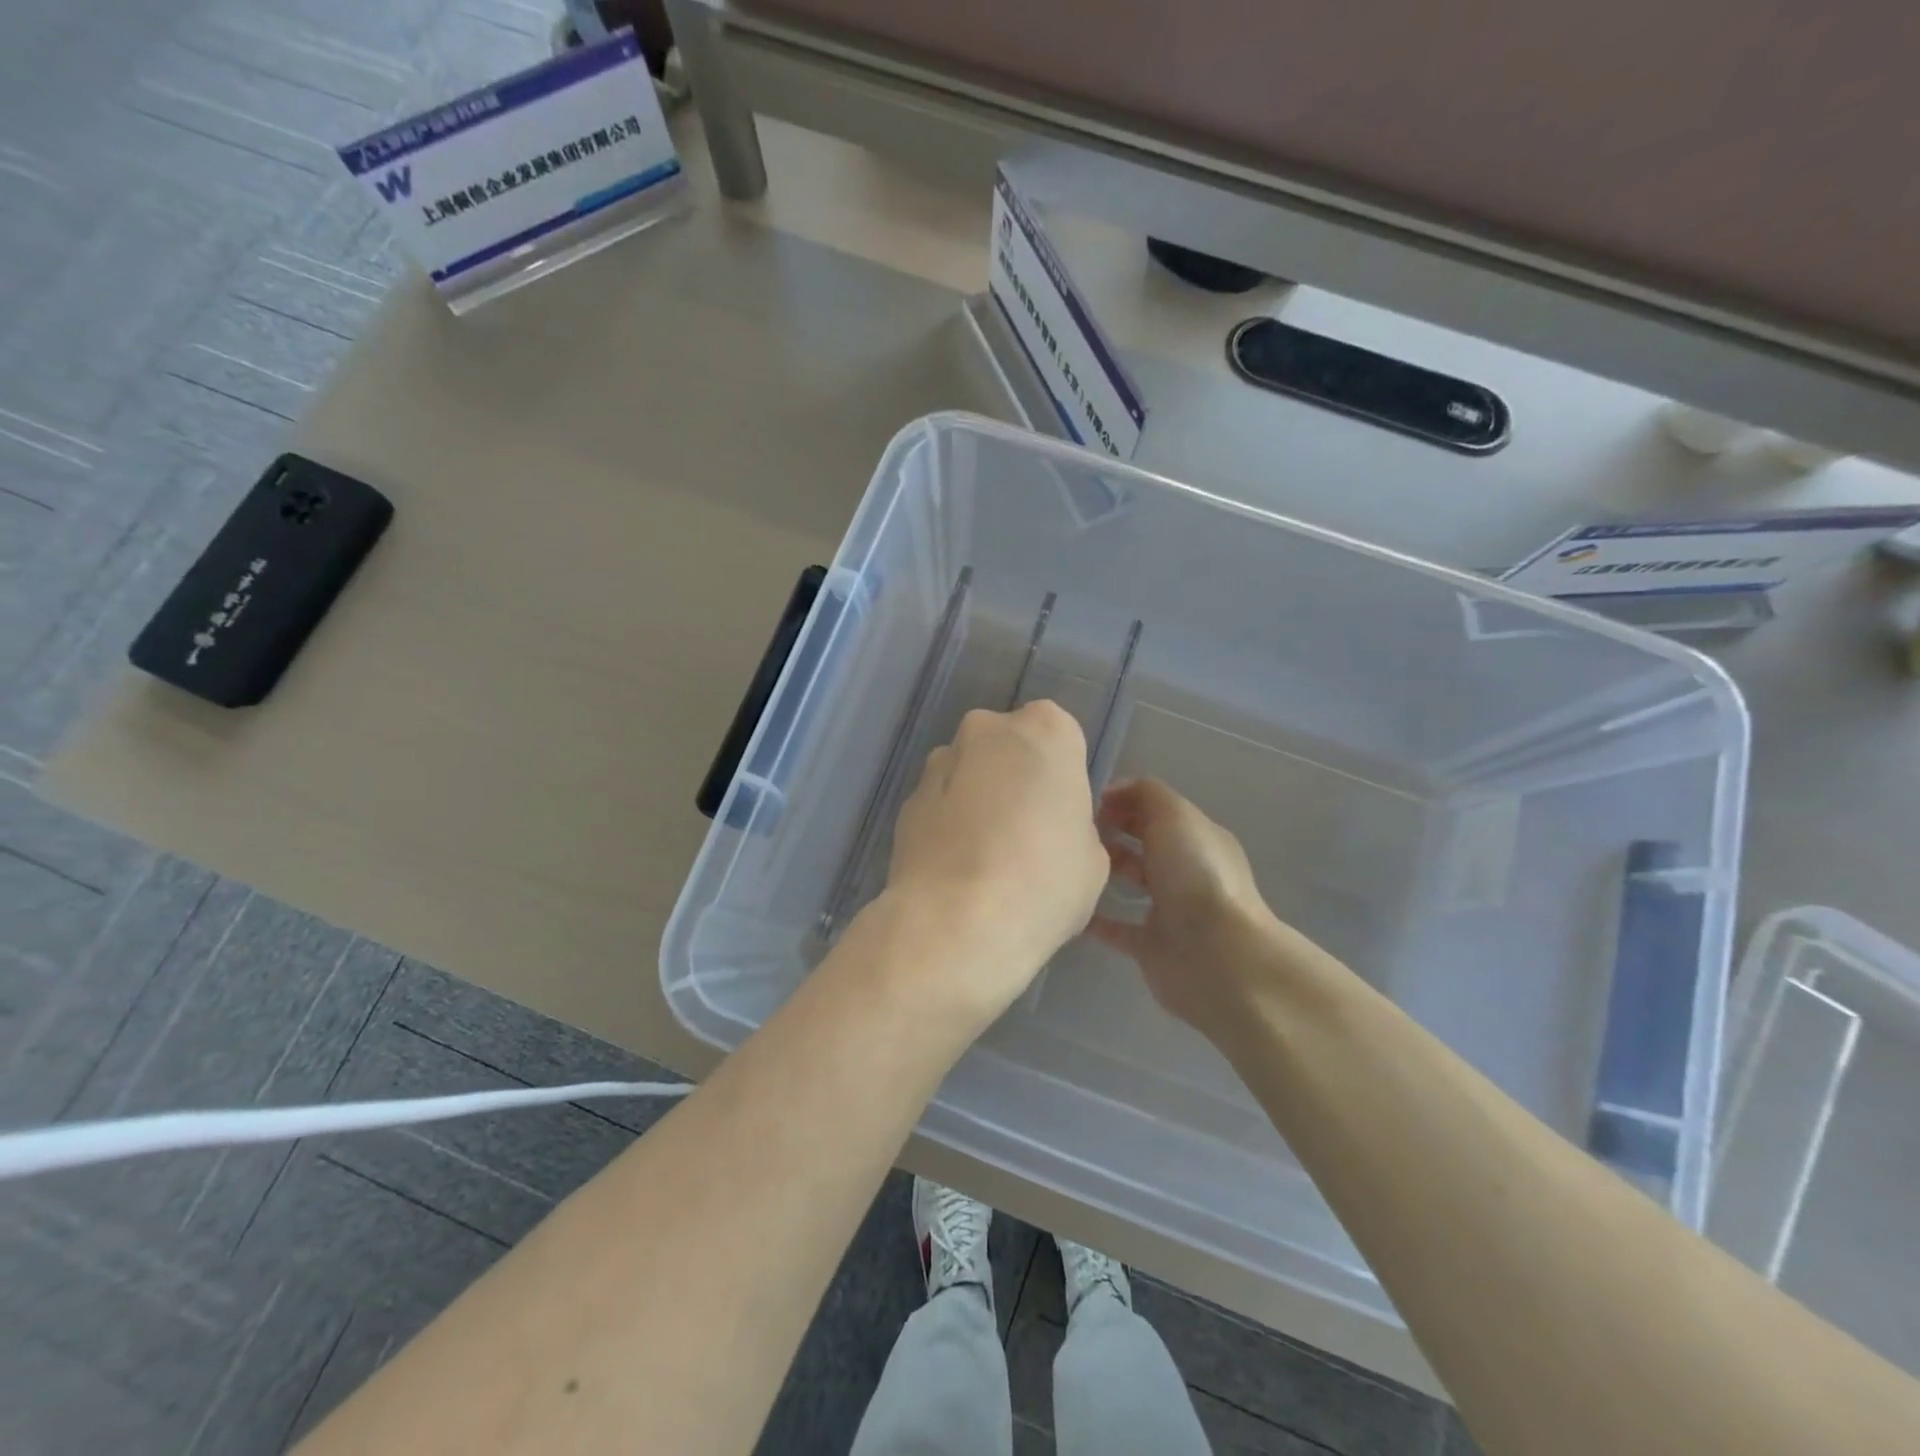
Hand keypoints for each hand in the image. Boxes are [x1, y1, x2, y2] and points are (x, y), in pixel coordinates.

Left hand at [883, 703, 1109, 1021]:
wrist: (956, 921)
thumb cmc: (1044, 880)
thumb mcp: (1091, 856)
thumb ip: (1071, 824)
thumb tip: (1049, 829)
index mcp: (1046, 731)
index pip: (1059, 736)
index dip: (1060, 776)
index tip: (1060, 813)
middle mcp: (987, 730)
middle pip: (1008, 746)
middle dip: (1014, 778)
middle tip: (1024, 833)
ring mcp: (939, 762)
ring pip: (968, 772)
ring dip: (977, 799)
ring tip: (985, 858)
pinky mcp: (906, 800)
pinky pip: (939, 804)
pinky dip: (948, 824)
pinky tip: (956, 869)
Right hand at [1091, 777, 1308, 1046]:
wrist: (1216, 956)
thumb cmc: (1196, 876)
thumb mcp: (1175, 814)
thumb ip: (1145, 793)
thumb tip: (1114, 792)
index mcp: (1197, 836)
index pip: (1156, 809)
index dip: (1123, 800)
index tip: (1085, 803)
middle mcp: (1186, 869)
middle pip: (1143, 841)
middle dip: (1110, 831)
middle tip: (1073, 830)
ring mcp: (1169, 909)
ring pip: (1131, 880)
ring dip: (1103, 870)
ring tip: (1068, 861)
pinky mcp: (1151, 945)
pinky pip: (1116, 927)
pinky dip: (1094, 917)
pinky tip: (1067, 904)